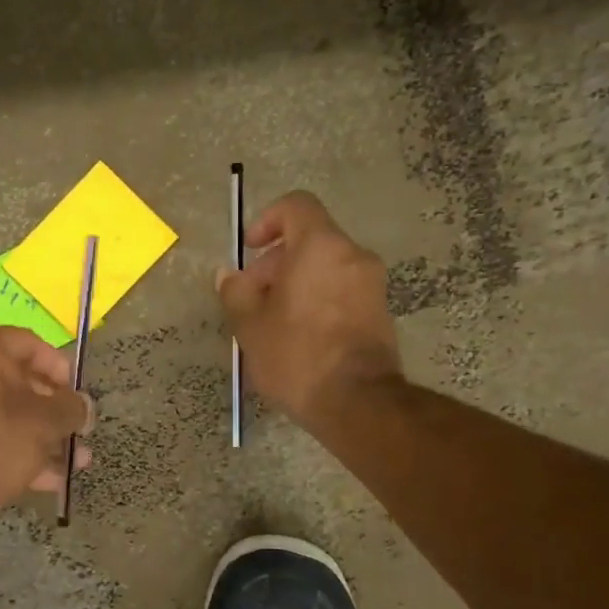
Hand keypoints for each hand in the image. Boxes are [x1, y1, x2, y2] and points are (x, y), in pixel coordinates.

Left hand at [0, 327, 95, 515]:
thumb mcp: (42, 422)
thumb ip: (70, 409)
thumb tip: (84, 405)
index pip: (30, 343)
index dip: (60, 368)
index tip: (77, 394)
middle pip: (23, 383)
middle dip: (57, 411)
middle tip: (81, 430)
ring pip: (12, 416)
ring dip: (46, 438)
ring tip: (78, 461)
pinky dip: (23, 454)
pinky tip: (53, 479)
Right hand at [218, 191, 402, 427]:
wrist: (357, 402)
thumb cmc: (296, 355)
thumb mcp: (250, 325)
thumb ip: (235, 292)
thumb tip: (228, 276)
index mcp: (321, 247)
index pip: (296, 206)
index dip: (267, 220)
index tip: (250, 250)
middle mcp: (353, 256)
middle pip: (310, 240)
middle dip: (275, 263)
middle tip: (251, 298)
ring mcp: (372, 285)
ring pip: (325, 268)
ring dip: (295, 284)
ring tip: (271, 322)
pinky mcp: (380, 313)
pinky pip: (340, 291)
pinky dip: (317, 300)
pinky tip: (297, 337)